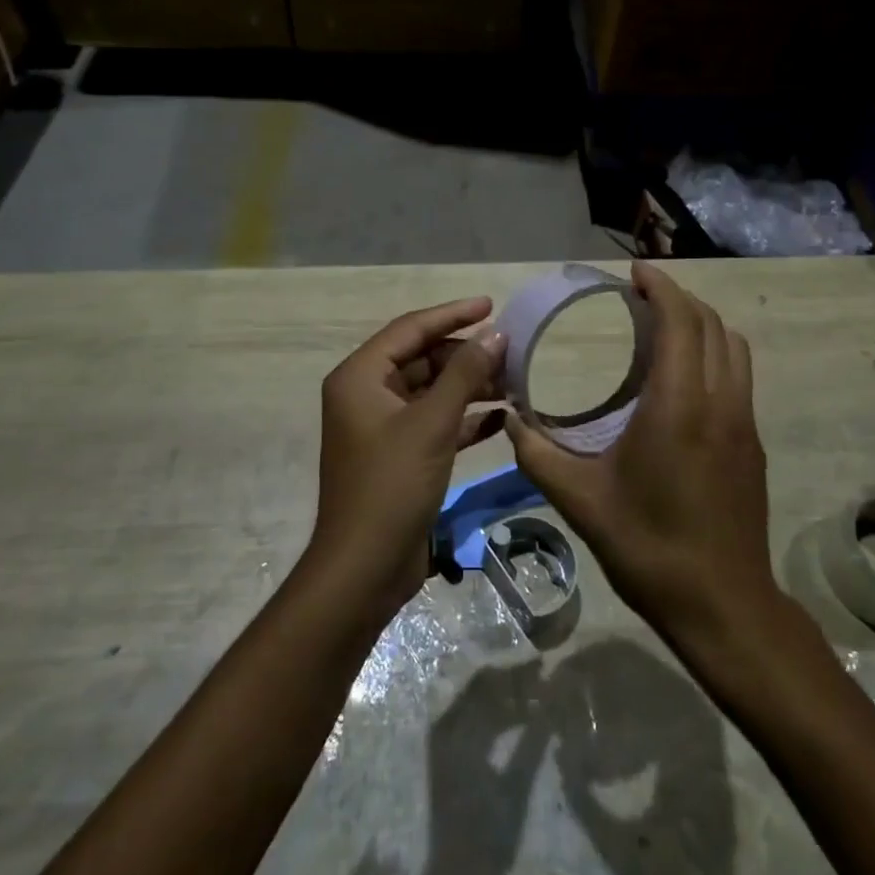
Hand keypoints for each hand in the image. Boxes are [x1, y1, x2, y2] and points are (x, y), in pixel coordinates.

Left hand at [311, 297, 507, 618]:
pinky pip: (435, 423)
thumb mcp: (432, 423)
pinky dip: (464, 418)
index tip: (491, 305)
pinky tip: (502, 418)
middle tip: (511, 351)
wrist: (364, 569)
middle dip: (466, 354)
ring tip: (514, 381)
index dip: (452, 314)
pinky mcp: (399, 455)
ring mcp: (382, 427)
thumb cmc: (392, 485)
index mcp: (360, 377)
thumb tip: (496, 335)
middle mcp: (367, 394)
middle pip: (422, 359)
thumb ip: (465, 374)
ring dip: (470, 386)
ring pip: (431, 392)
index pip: (410, 329)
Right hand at [508, 263, 779, 649]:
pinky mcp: (754, 444)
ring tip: (664, 326)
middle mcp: (720, 403)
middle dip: (680, 298)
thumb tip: (512, 421)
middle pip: (712, 325)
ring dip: (702, 324)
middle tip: (642, 294)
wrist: (724, 606)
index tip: (635, 273)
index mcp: (679, 406)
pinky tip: (683, 377)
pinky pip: (738, 376)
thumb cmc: (650, 548)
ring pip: (734, 348)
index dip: (662, 288)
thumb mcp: (581, 501)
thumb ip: (538, 455)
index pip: (682, 322)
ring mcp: (745, 423)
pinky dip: (714, 353)